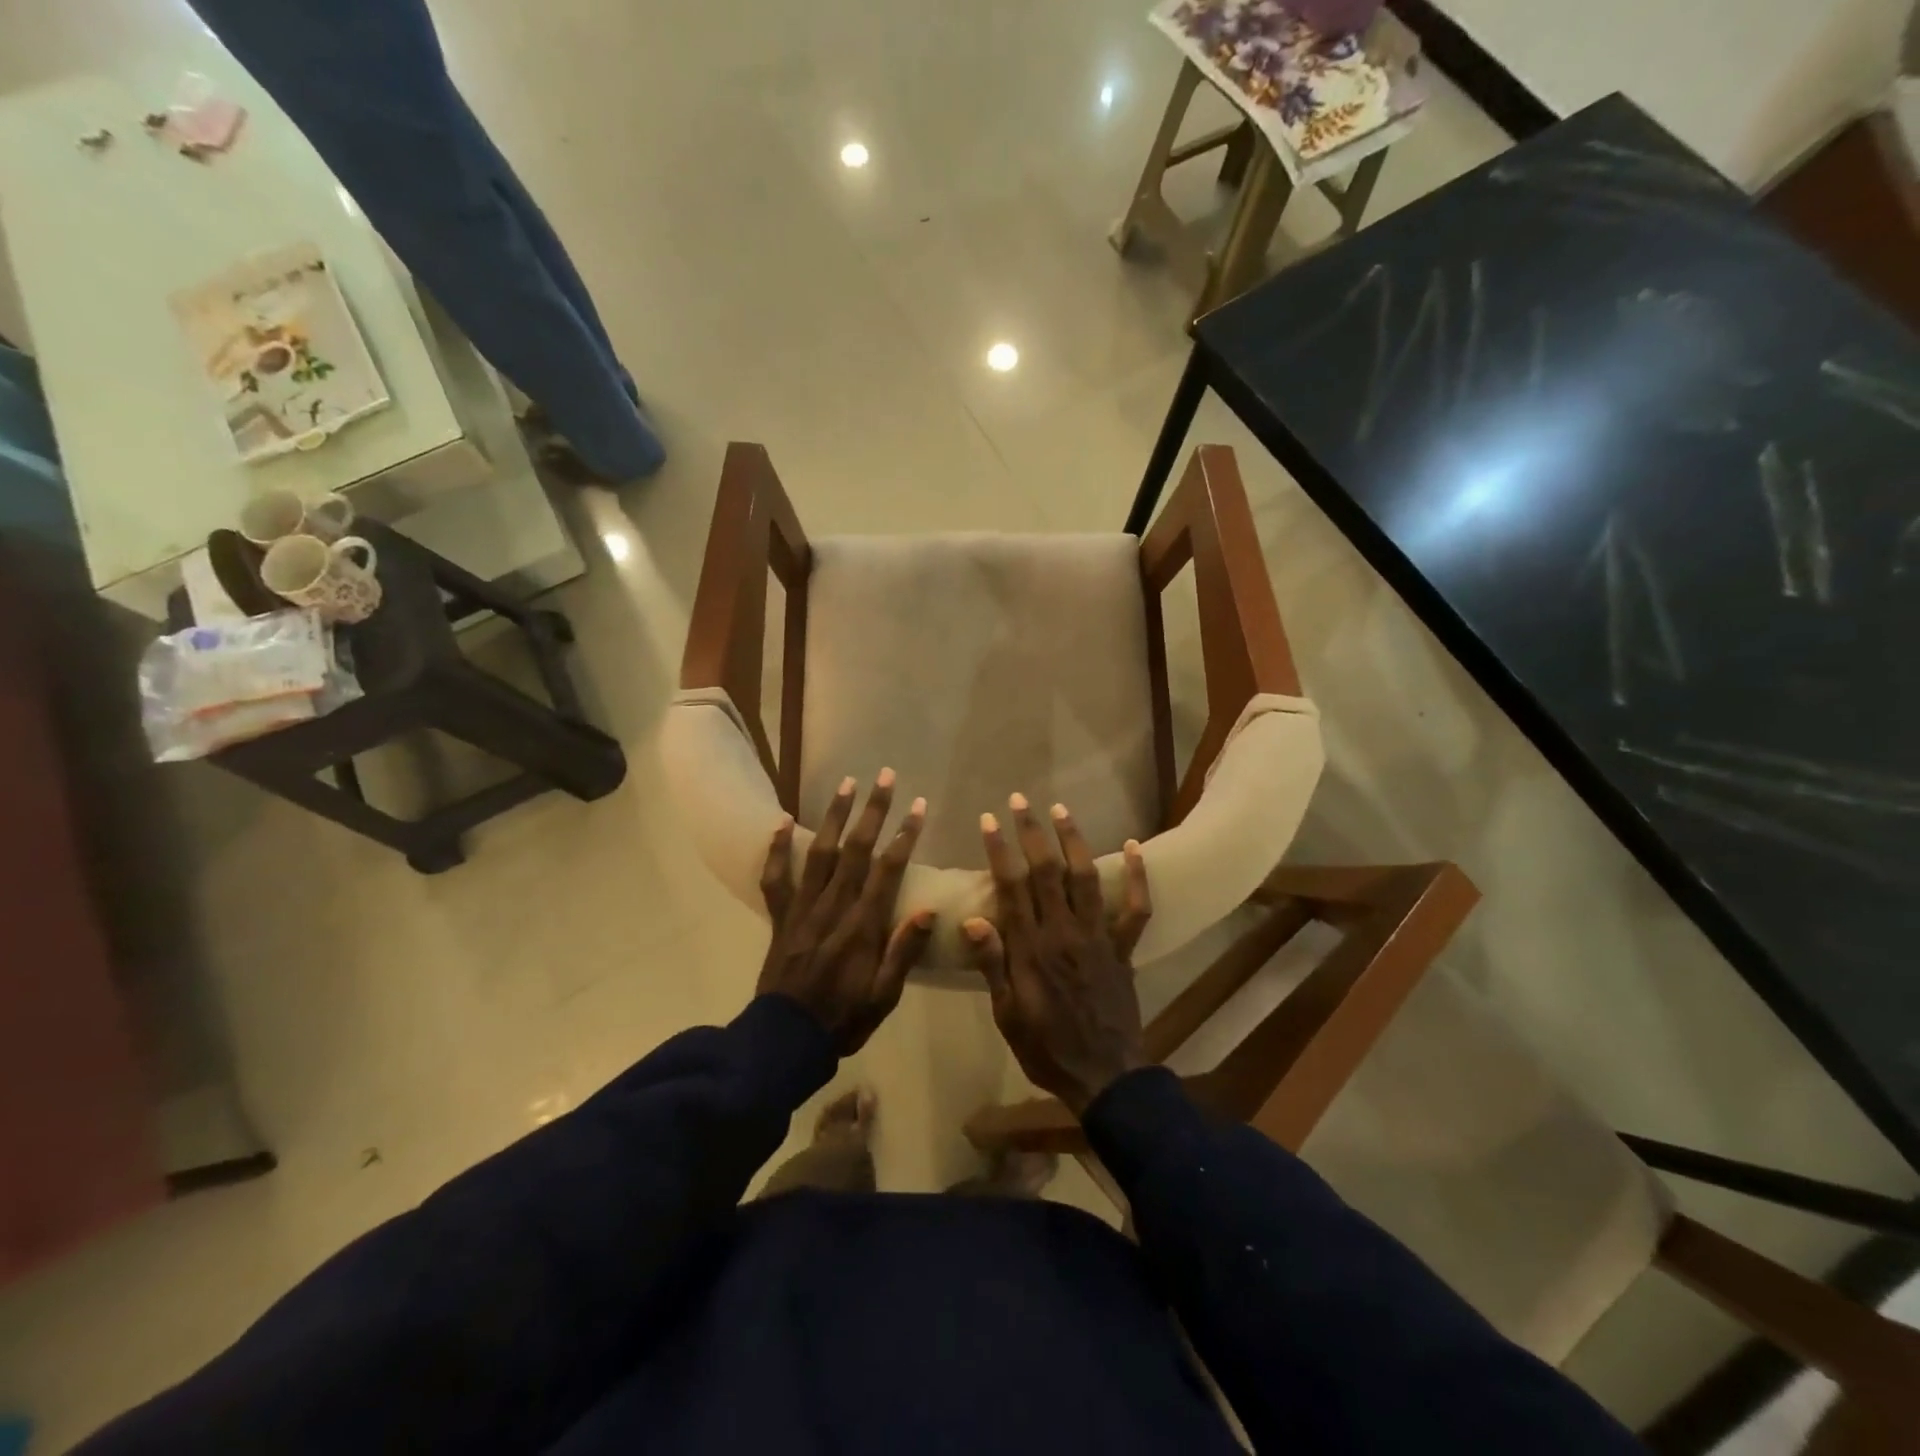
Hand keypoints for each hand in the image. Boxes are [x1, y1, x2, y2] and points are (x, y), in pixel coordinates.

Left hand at [757, 770, 933, 1054]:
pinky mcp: (780, 917)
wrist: (786, 1040)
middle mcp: (833, 907)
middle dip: (873, 811)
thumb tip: (929, 909)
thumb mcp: (884, 996)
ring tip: (847, 783)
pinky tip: (782, 820)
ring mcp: (803, 909)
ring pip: (821, 853)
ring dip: (835, 816)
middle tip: (884, 776)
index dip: (905, 835)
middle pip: (856, 850)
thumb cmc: (844, 1018)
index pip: (888, 870)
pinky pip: (776, 877)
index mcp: (863, 926)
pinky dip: (777, 848)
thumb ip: (904, 951)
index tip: (918, 806)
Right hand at [963, 794, 1152, 1114]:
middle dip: (1032, 832)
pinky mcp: (1123, 947)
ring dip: (1073, 840)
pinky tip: (1135, 846)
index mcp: (1030, 948)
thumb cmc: (1045, 1047)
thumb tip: (971, 919)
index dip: (1000, 850)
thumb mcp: (1007, 1014)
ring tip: (1060, 809)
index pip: (1011, 887)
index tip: (989, 819)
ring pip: (1085, 878)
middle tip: (1019, 800)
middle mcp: (1064, 932)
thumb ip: (992, 964)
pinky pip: (1136, 907)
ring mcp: (1098, 936)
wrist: (1103, 1075)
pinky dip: (1138, 875)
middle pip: (1047, 871)